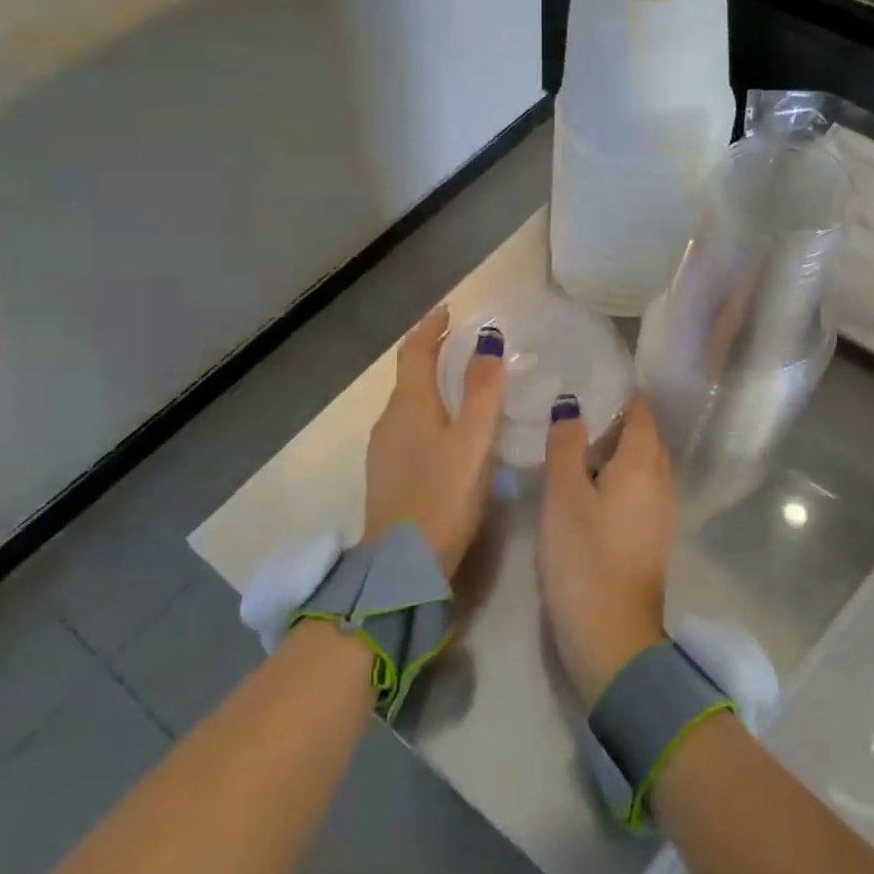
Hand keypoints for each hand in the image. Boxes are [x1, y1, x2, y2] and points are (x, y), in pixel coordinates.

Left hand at [362, 306, 506, 576]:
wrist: (404, 563)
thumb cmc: (443, 494)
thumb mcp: (473, 439)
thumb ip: (483, 389)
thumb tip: (488, 339)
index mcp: (408, 405)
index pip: (415, 351)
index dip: (431, 327)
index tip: (449, 310)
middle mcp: (389, 420)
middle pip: (409, 375)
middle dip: (432, 353)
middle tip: (464, 343)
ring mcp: (385, 449)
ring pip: (409, 403)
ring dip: (432, 384)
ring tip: (463, 383)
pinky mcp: (389, 474)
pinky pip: (410, 426)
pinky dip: (430, 412)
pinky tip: (449, 430)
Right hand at [539, 395, 677, 704]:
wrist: (613, 636)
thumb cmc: (584, 558)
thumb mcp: (564, 496)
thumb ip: (567, 446)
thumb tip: (571, 406)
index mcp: (643, 464)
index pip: (642, 414)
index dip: (621, 396)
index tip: (591, 384)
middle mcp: (662, 482)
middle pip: (647, 438)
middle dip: (619, 422)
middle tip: (577, 414)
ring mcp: (662, 512)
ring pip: (645, 466)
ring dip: (619, 452)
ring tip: (579, 447)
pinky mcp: (653, 538)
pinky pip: (642, 491)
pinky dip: (622, 479)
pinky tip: (592, 488)